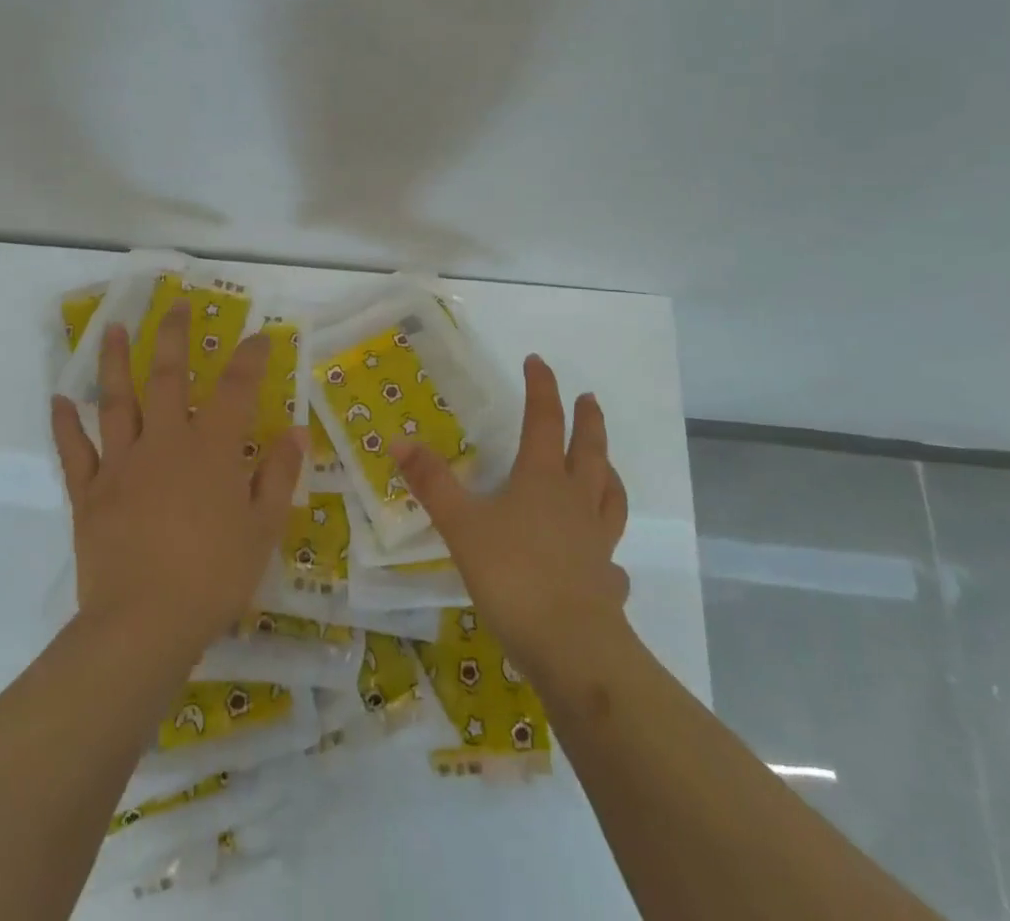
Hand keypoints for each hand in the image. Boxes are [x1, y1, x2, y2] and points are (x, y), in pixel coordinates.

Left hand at [51, 304, 305, 657]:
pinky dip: (65, 424)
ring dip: (113, 362)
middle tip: (174, 305)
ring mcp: (122, 464)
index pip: (235, 388)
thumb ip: (278, 475)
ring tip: (111, 328)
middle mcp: (165, 442)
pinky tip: (59, 400)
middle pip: (168, 377)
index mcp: (211, 449)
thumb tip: (296, 432)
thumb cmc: (213, 576)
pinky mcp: (89, 492)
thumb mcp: (263, 528)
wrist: (143, 624)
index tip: (259, 336)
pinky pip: (75, 451)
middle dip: (173, 337)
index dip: (249, 357)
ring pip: (116, 401)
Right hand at [393, 354, 629, 675]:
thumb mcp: (461, 524)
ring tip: (607, 464)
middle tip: (589, 398)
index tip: (538, 361)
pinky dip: (608, 548)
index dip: (541, 388)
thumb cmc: (513, 575)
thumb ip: (431, 482)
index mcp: (543, 480)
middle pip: (590, 451)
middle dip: (588, 420)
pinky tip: (604, 559)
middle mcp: (576, 502)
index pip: (544, 420)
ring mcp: (598, 542)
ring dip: (608, 472)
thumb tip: (398, 440)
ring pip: (610, 496)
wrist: (572, 649)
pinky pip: (611, 557)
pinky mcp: (607, 582)